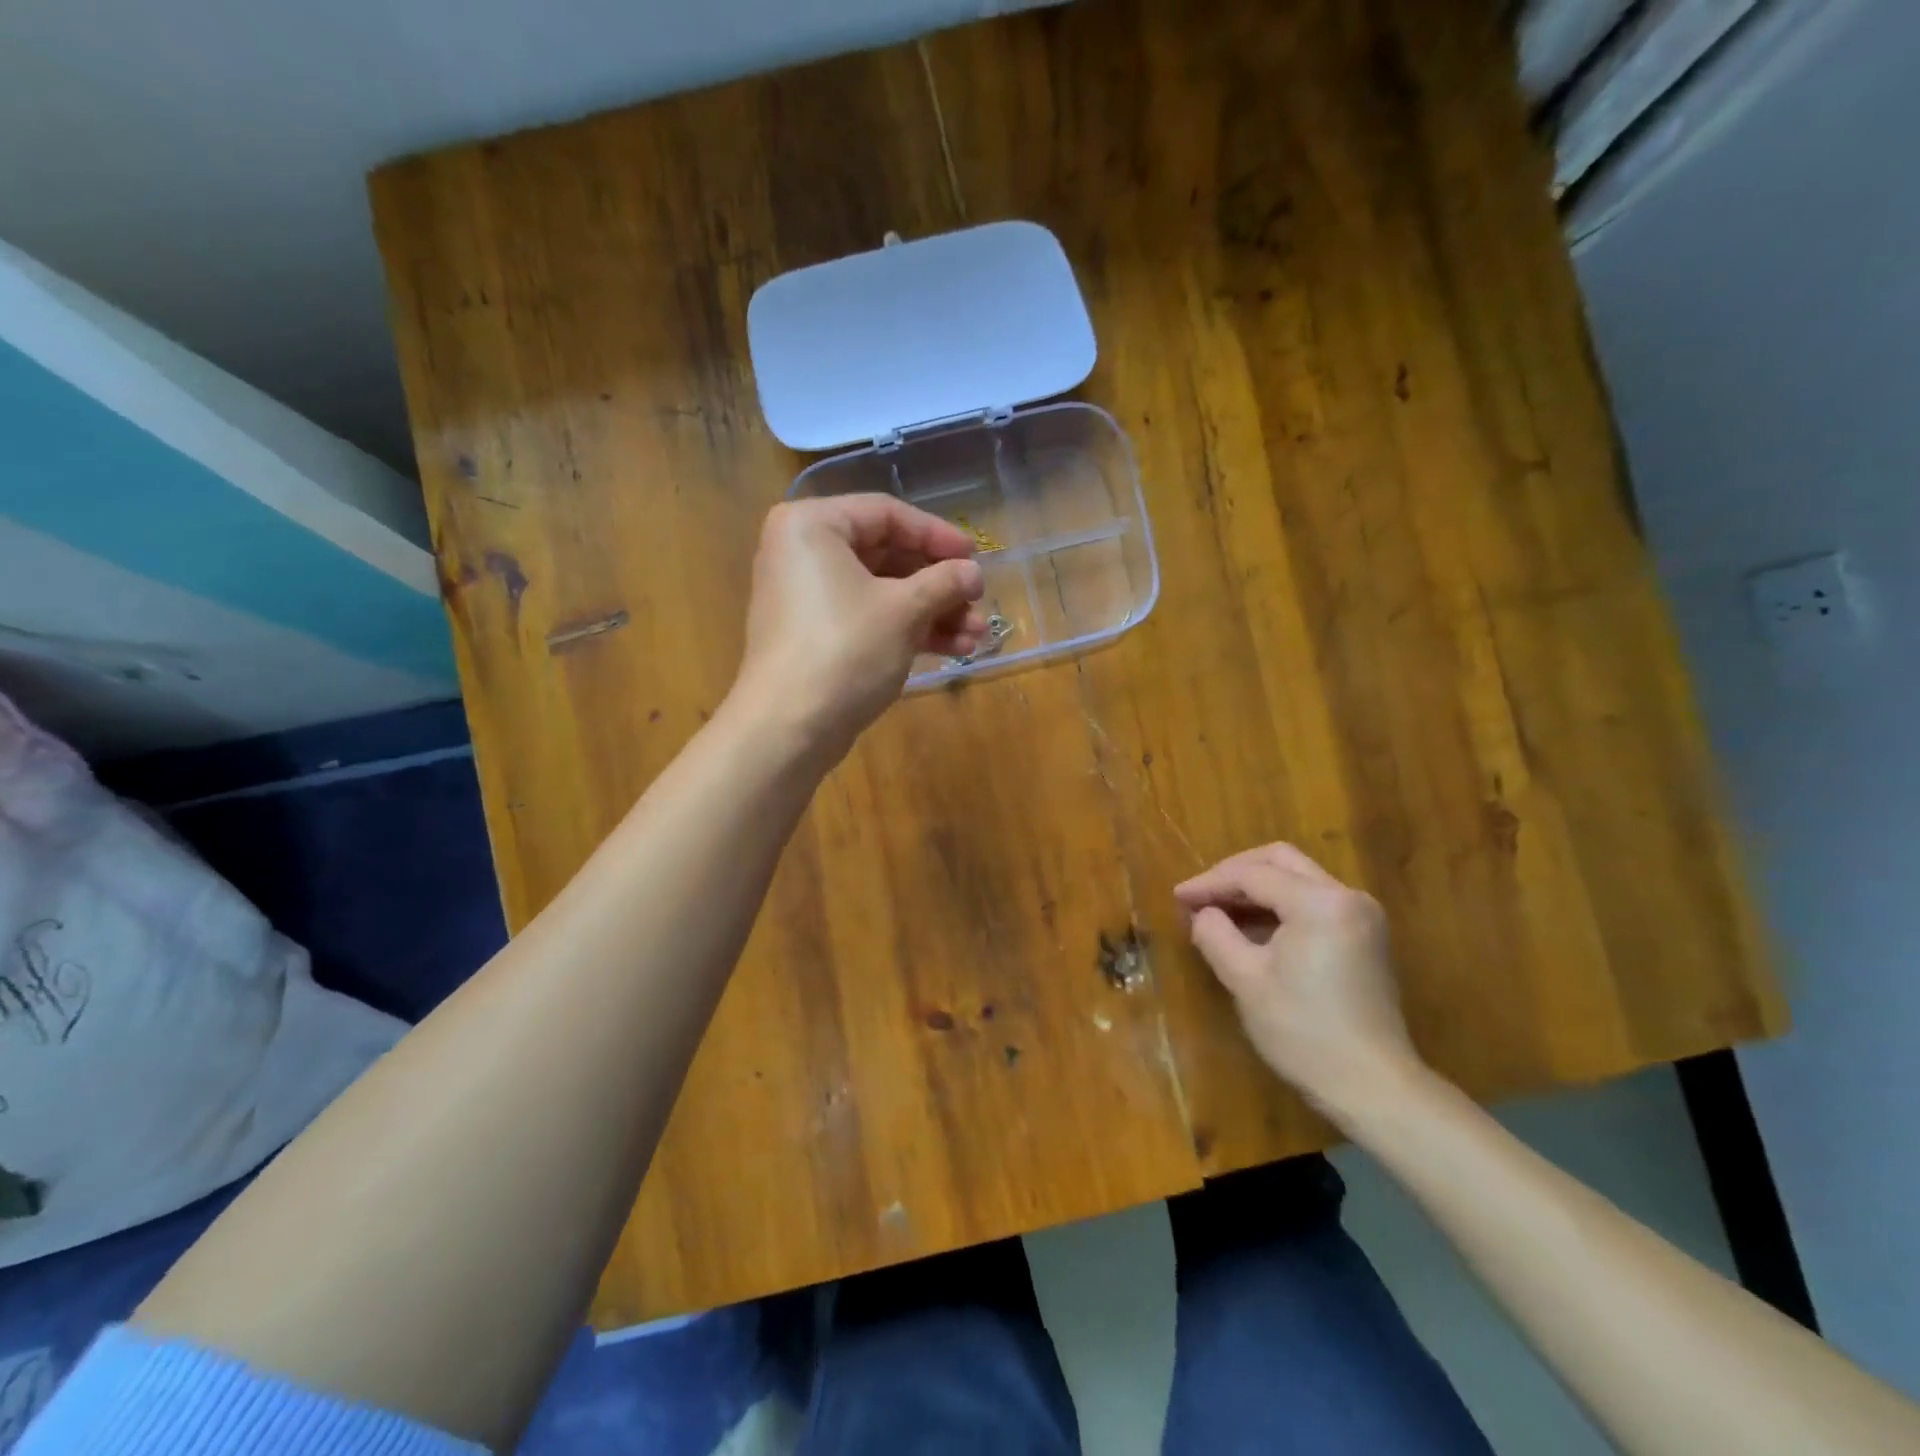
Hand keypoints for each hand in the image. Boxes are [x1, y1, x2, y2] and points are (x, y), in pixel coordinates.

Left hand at [729, 495, 986, 757]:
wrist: (789, 728)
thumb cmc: (845, 651)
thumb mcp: (903, 611)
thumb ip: (944, 582)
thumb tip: (973, 573)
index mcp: (813, 525)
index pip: (887, 514)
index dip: (938, 535)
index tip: (976, 558)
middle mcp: (804, 552)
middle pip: (887, 555)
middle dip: (939, 585)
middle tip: (978, 603)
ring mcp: (808, 596)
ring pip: (882, 592)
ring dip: (932, 612)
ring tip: (976, 636)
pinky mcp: (816, 634)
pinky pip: (868, 617)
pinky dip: (907, 630)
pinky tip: (954, 649)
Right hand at [1174, 843, 1422, 1117]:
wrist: (1372, 1087)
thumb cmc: (1303, 1032)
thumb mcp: (1245, 980)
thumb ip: (1215, 934)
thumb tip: (1202, 914)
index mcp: (1320, 903)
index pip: (1253, 875)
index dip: (1209, 883)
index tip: (1177, 897)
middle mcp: (1347, 896)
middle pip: (1280, 861)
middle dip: (1234, 873)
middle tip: (1199, 895)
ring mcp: (1362, 915)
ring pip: (1298, 878)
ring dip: (1256, 888)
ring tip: (1218, 910)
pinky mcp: (1365, 936)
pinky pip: (1314, 901)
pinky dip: (1279, 905)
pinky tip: (1251, 927)